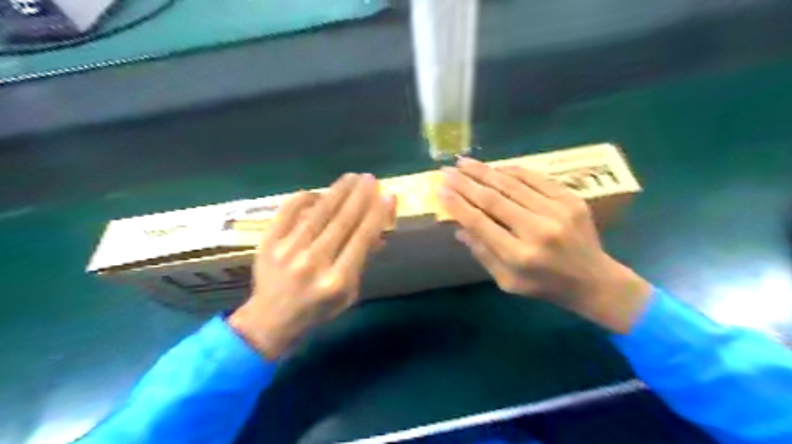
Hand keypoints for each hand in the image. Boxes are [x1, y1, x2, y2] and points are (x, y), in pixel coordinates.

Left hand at [228, 173, 393, 356]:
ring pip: (319, 212)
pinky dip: (304, 198)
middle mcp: (314, 262)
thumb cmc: (317, 310)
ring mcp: (288, 250)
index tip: (388, 196)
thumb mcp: (348, 294)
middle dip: (360, 196)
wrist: (270, 321)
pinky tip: (318, 192)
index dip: (377, 215)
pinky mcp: (268, 243)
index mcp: (337, 280)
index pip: (362, 238)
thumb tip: (376, 233)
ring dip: (338, 191)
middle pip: (342, 221)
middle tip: (370, 179)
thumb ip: (361, 263)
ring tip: (351, 177)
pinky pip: (288, 211)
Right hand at [439, 156, 649, 332]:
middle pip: (493, 199)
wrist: (593, 280)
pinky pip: (536, 178)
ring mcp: (557, 211)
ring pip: (512, 184)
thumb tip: (460, 229)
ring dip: (485, 171)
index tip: (440, 190)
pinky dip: (513, 171)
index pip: (480, 222)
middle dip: (466, 182)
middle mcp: (537, 230)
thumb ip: (483, 254)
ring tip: (464, 162)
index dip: (457, 204)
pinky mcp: (571, 199)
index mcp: (519, 256)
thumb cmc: (545, 286)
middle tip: (447, 170)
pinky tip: (495, 167)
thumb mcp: (508, 281)